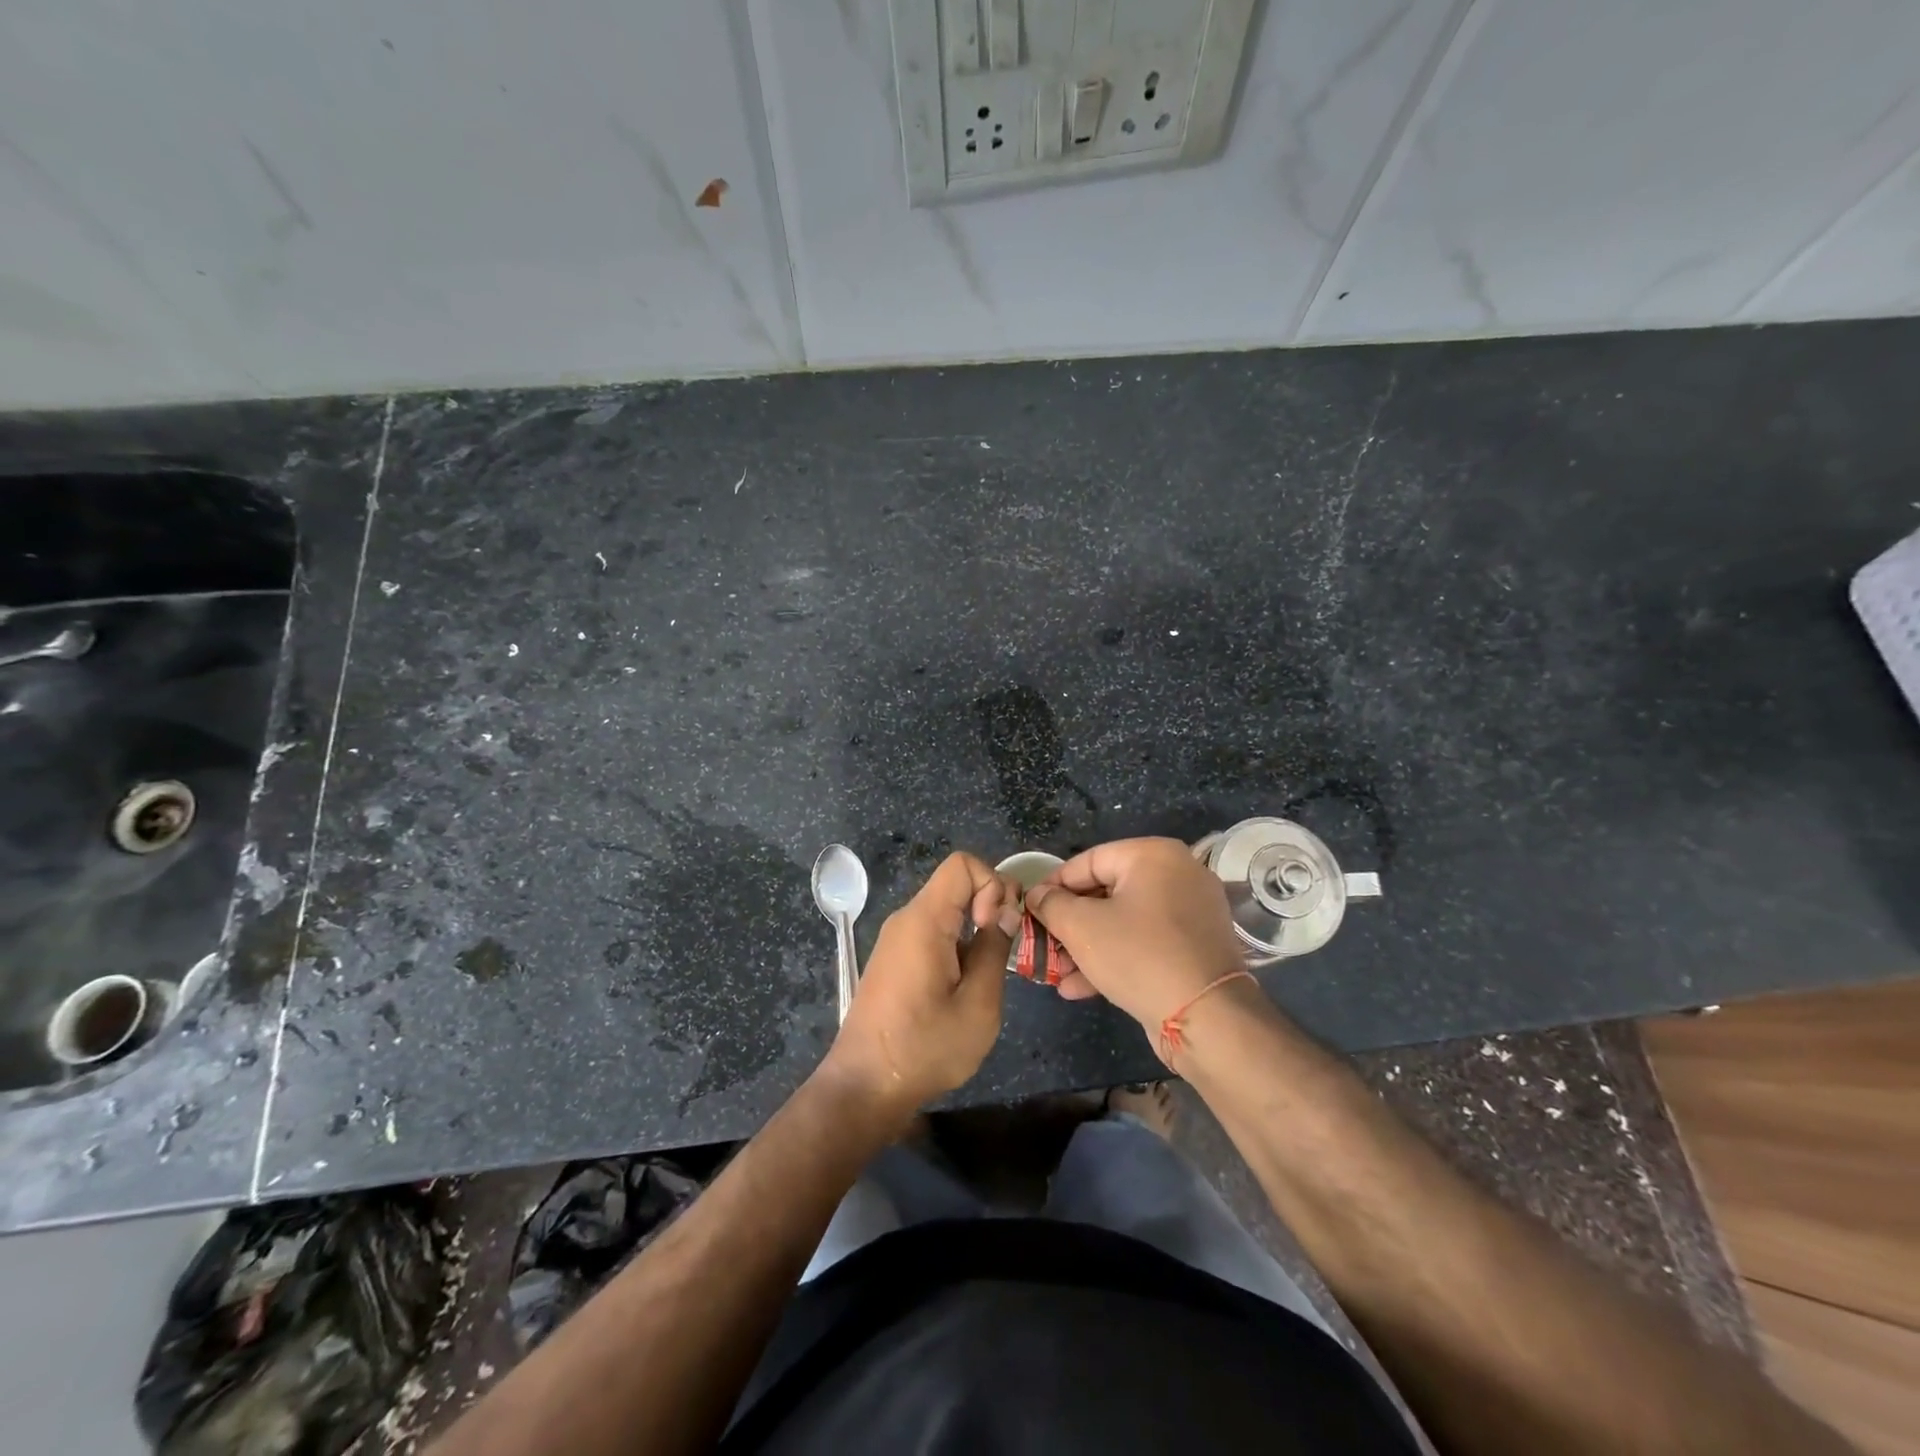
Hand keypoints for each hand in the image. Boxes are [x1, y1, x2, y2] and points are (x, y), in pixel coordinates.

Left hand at [821, 852, 1017, 1118]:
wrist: (864, 1087)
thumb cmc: (924, 1047)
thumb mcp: (978, 1005)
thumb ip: (994, 949)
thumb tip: (1005, 912)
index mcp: (924, 920)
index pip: (963, 864)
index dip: (992, 885)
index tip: (995, 928)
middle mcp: (906, 919)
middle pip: (956, 883)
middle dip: (989, 905)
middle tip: (1003, 951)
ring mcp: (896, 939)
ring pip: (946, 908)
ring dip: (974, 928)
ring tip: (986, 974)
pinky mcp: (894, 959)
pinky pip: (932, 931)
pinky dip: (957, 943)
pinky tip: (963, 985)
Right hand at [1025, 838, 1246, 1034]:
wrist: (1207, 1018)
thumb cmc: (1138, 956)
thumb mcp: (1081, 927)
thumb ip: (1051, 904)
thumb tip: (1037, 895)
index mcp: (1153, 855)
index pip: (1088, 861)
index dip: (1053, 886)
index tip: (1030, 909)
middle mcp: (1178, 874)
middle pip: (1106, 892)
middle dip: (1069, 924)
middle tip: (1043, 945)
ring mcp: (1191, 912)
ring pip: (1124, 922)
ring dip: (1087, 947)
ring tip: (1057, 973)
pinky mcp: (1195, 947)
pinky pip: (1145, 943)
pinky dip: (1115, 958)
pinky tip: (1080, 987)